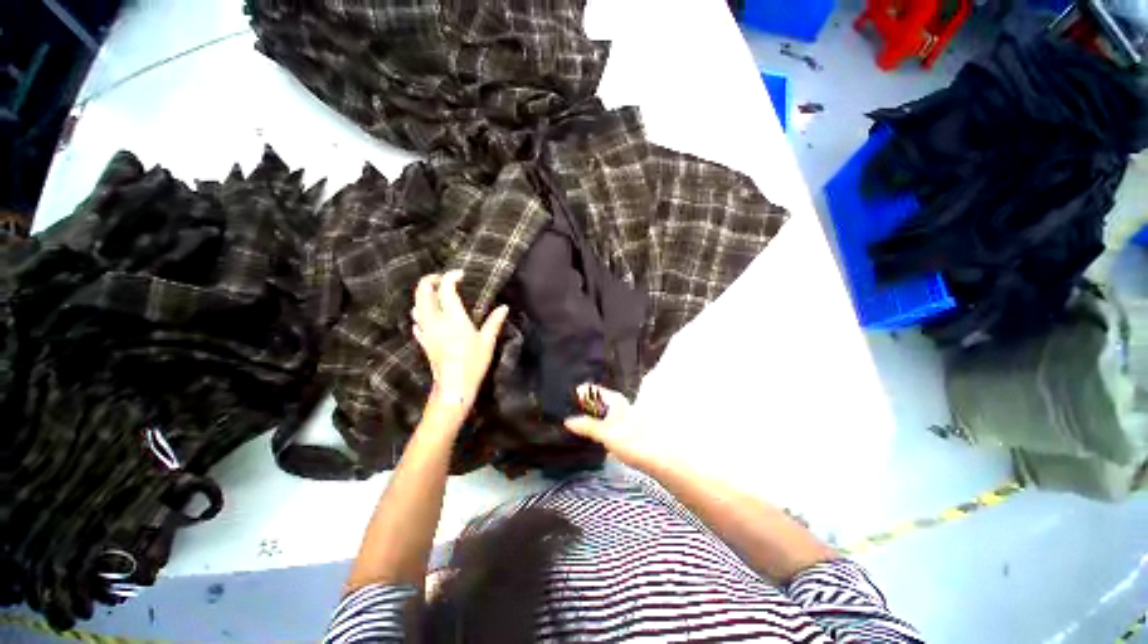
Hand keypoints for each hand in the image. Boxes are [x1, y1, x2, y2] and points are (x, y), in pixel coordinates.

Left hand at [411, 271, 508, 410]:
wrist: (454, 386)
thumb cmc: (473, 362)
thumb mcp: (487, 342)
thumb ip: (494, 322)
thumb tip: (504, 307)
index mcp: (453, 318)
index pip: (445, 289)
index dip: (451, 277)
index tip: (461, 274)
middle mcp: (435, 321)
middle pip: (422, 293)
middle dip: (429, 280)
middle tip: (442, 279)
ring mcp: (426, 331)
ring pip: (416, 306)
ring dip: (423, 295)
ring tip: (436, 294)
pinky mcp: (423, 341)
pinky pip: (417, 322)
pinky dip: (421, 313)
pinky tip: (429, 317)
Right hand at [564, 385, 665, 471]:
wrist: (659, 459)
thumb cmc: (633, 441)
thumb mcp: (606, 433)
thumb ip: (587, 426)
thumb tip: (567, 420)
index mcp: (614, 399)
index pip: (591, 390)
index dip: (577, 394)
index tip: (562, 402)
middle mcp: (617, 405)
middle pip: (594, 402)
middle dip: (580, 407)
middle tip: (562, 415)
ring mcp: (620, 418)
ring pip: (598, 414)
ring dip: (587, 419)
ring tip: (570, 427)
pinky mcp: (622, 431)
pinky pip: (603, 425)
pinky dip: (594, 428)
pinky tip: (586, 437)